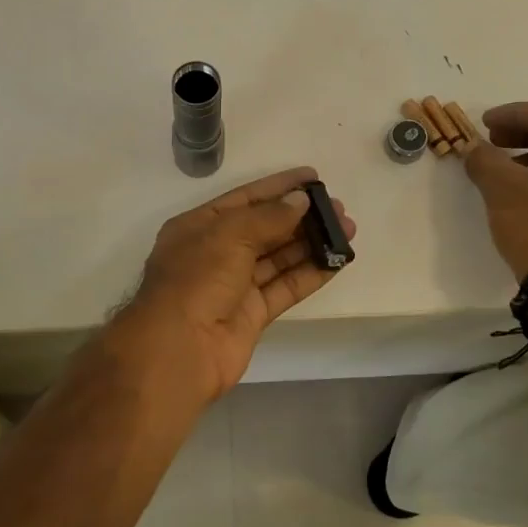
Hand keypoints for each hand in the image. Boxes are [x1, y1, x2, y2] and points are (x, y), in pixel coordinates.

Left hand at [115, 167, 356, 404]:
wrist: (179, 349)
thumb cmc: (196, 279)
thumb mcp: (229, 235)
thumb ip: (269, 216)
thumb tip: (301, 201)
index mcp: (198, 227)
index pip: (244, 199)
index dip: (278, 187)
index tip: (313, 177)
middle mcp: (216, 253)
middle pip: (265, 228)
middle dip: (301, 217)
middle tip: (339, 208)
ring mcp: (235, 286)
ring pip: (279, 258)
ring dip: (312, 243)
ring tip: (348, 230)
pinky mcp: (253, 314)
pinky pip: (285, 287)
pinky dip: (311, 273)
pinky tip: (337, 261)